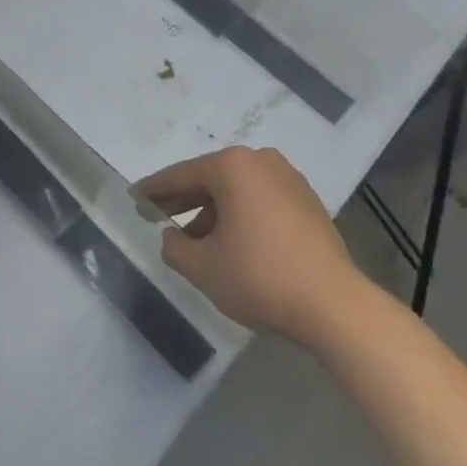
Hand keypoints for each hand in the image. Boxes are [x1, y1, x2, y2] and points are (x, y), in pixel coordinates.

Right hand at [136, 146, 361, 344]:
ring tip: (195, 240)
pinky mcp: (308, 202)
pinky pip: (261, 200)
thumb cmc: (259, 276)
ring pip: (238, 190)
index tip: (134, 198)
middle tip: (158, 215)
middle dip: (184, 199)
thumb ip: (174, 247)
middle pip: (211, 178)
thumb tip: (171, 236)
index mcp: (233, 166)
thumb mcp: (202, 267)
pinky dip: (240, 215)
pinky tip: (231, 242)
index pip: (181, 175)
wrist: (332, 303)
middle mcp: (261, 161)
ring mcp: (289, 179)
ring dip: (213, 211)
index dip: (154, 190)